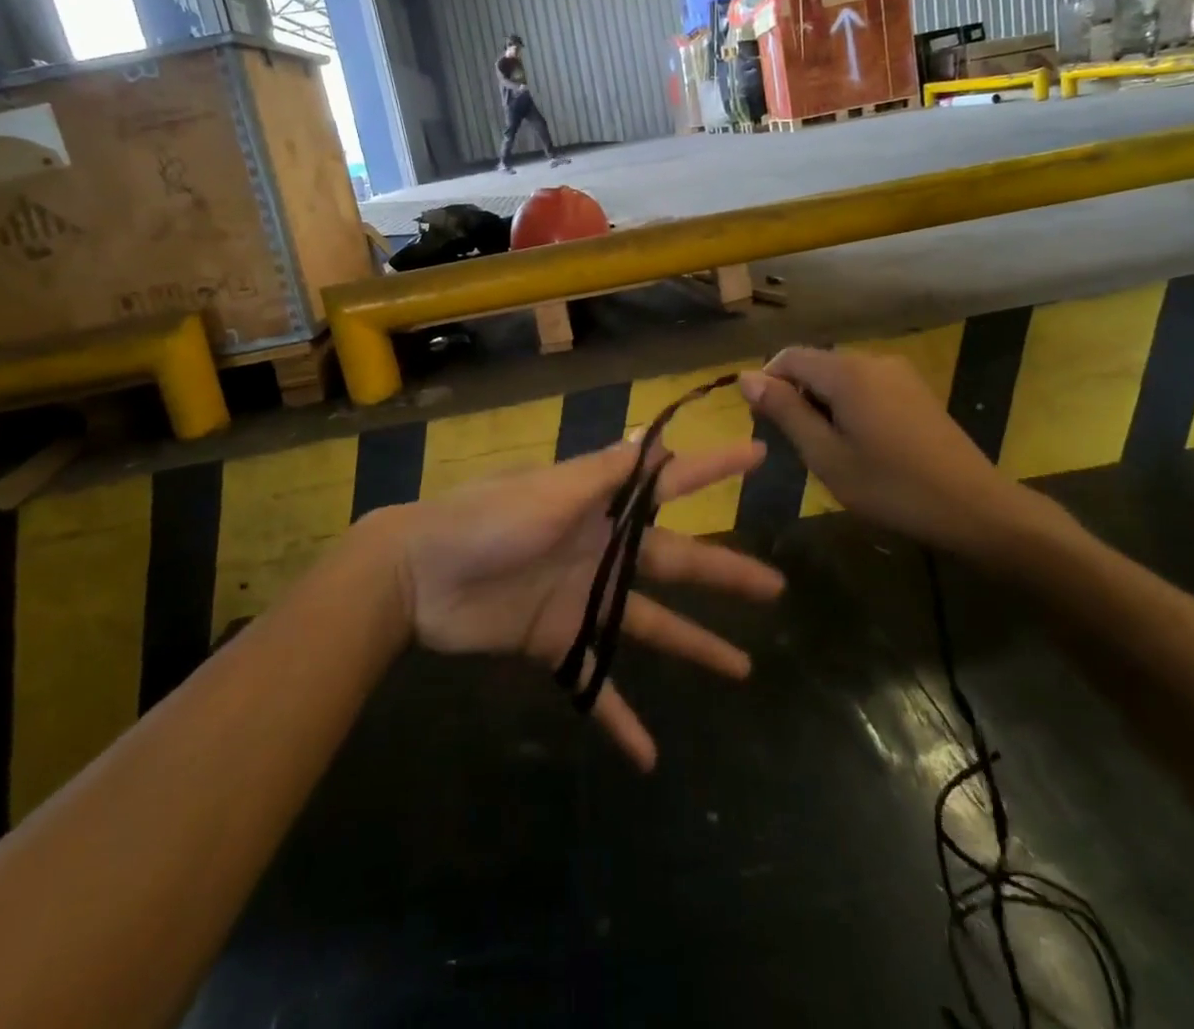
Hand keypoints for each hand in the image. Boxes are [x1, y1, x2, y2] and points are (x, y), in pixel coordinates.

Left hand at [385, 438, 784, 769]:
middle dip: (724, 573)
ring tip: (743, 672)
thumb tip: (654, 438)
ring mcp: (581, 598)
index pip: (669, 483)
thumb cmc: (485, 521)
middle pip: (674, 562)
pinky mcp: (555, 642)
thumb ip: (602, 473)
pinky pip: (595, 681)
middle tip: (775, 588)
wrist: (417, 575)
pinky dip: (618, 717)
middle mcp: (599, 549)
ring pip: (649, 624)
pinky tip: (650, 756)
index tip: (757, 458)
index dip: (712, 468)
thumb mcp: (548, 491)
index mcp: (599, 506)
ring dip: (693, 647)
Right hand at [739, 346, 1058, 561]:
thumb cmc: (890, 486)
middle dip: (797, 397)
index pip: (788, 357)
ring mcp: (899, 373)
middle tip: (799, 446)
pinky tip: (861, 445)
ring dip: (823, 404)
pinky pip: (865, 386)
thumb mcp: (825, 455)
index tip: (765, 424)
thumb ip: (784, 411)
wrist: (974, 507)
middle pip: (815, 365)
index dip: (768, 385)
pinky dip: (849, 406)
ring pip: (840, 377)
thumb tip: (746, 378)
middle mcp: (872, 359)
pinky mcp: (915, 390)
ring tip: (830, 451)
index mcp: (846, 371)